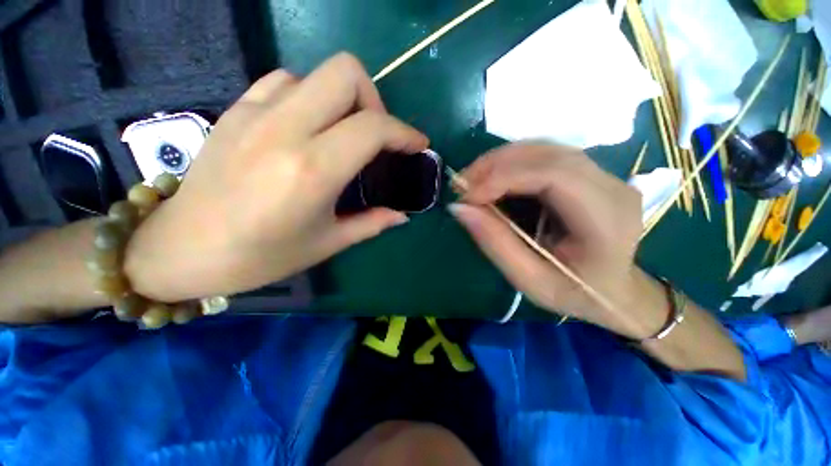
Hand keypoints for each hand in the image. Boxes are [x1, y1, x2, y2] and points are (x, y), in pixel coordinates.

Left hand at [125, 53, 428, 301]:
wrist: (181, 249)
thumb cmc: (260, 256)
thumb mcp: (327, 243)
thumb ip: (371, 223)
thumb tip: (402, 215)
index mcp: (312, 169)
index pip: (373, 127)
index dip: (405, 133)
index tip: (417, 145)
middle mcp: (284, 129)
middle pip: (345, 73)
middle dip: (375, 100)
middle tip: (376, 135)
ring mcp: (254, 113)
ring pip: (316, 74)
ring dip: (341, 99)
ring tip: (342, 134)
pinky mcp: (235, 110)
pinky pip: (283, 82)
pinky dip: (308, 97)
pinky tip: (307, 126)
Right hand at [450, 143, 657, 335]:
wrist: (614, 292)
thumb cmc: (574, 294)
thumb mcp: (530, 281)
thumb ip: (495, 243)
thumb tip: (459, 208)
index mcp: (607, 220)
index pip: (554, 176)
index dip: (503, 178)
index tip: (467, 196)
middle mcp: (611, 186)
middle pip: (547, 154)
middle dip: (495, 165)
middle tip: (461, 184)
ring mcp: (603, 175)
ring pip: (544, 149)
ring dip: (500, 161)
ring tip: (471, 181)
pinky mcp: (588, 173)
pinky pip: (544, 156)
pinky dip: (510, 162)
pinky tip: (492, 178)